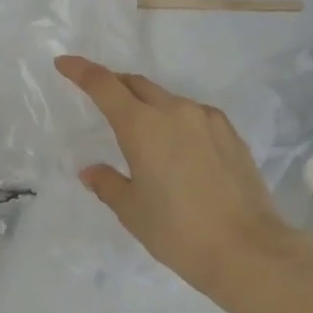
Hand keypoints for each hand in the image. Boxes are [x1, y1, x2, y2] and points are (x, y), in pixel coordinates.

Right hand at [55, 56, 303, 299]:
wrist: (248, 250)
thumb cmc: (179, 233)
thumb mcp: (133, 212)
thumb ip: (108, 184)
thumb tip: (91, 170)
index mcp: (142, 125)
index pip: (104, 85)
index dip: (81, 70)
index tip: (64, 62)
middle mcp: (173, 110)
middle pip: (136, 84)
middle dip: (115, 85)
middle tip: (101, 99)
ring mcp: (205, 117)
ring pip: (166, 99)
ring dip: (148, 106)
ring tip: (144, 136)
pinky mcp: (229, 131)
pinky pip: (193, 115)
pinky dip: (176, 121)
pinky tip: (180, 150)